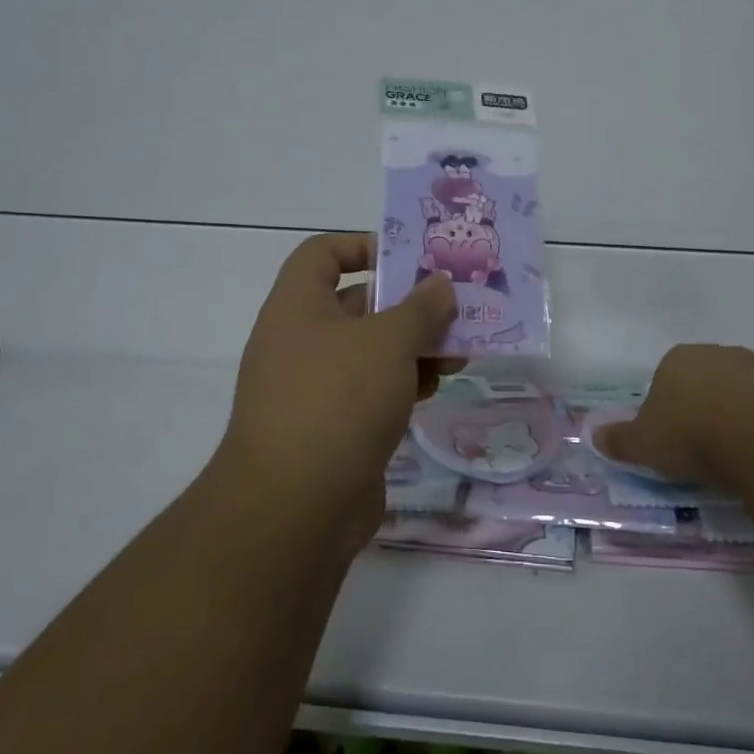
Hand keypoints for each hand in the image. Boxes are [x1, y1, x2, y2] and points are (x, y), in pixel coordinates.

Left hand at [225, 234, 459, 529]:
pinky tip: (437, 385)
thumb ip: (420, 309)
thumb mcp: (388, 342)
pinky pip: (372, 390)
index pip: (322, 253)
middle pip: (357, 304)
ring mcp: (315, 388)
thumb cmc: (338, 400)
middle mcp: (300, 341)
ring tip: (458, 350)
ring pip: (371, 351)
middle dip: (407, 304)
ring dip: (414, 347)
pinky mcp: (332, 428)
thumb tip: (440, 285)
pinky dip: (404, 382)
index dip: (362, 245)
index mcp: (298, 307)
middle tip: (453, 307)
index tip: (408, 259)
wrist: (295, 508)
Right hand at [593, 344, 753, 490]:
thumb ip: (620, 441)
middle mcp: (718, 353)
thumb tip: (594, 436)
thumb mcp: (645, 444)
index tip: (673, 440)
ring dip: (742, 412)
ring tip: (742, 453)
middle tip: (707, 448)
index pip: (666, 378)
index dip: (667, 409)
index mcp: (678, 360)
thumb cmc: (693, 435)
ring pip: (745, 388)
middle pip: (707, 379)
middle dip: (706, 406)